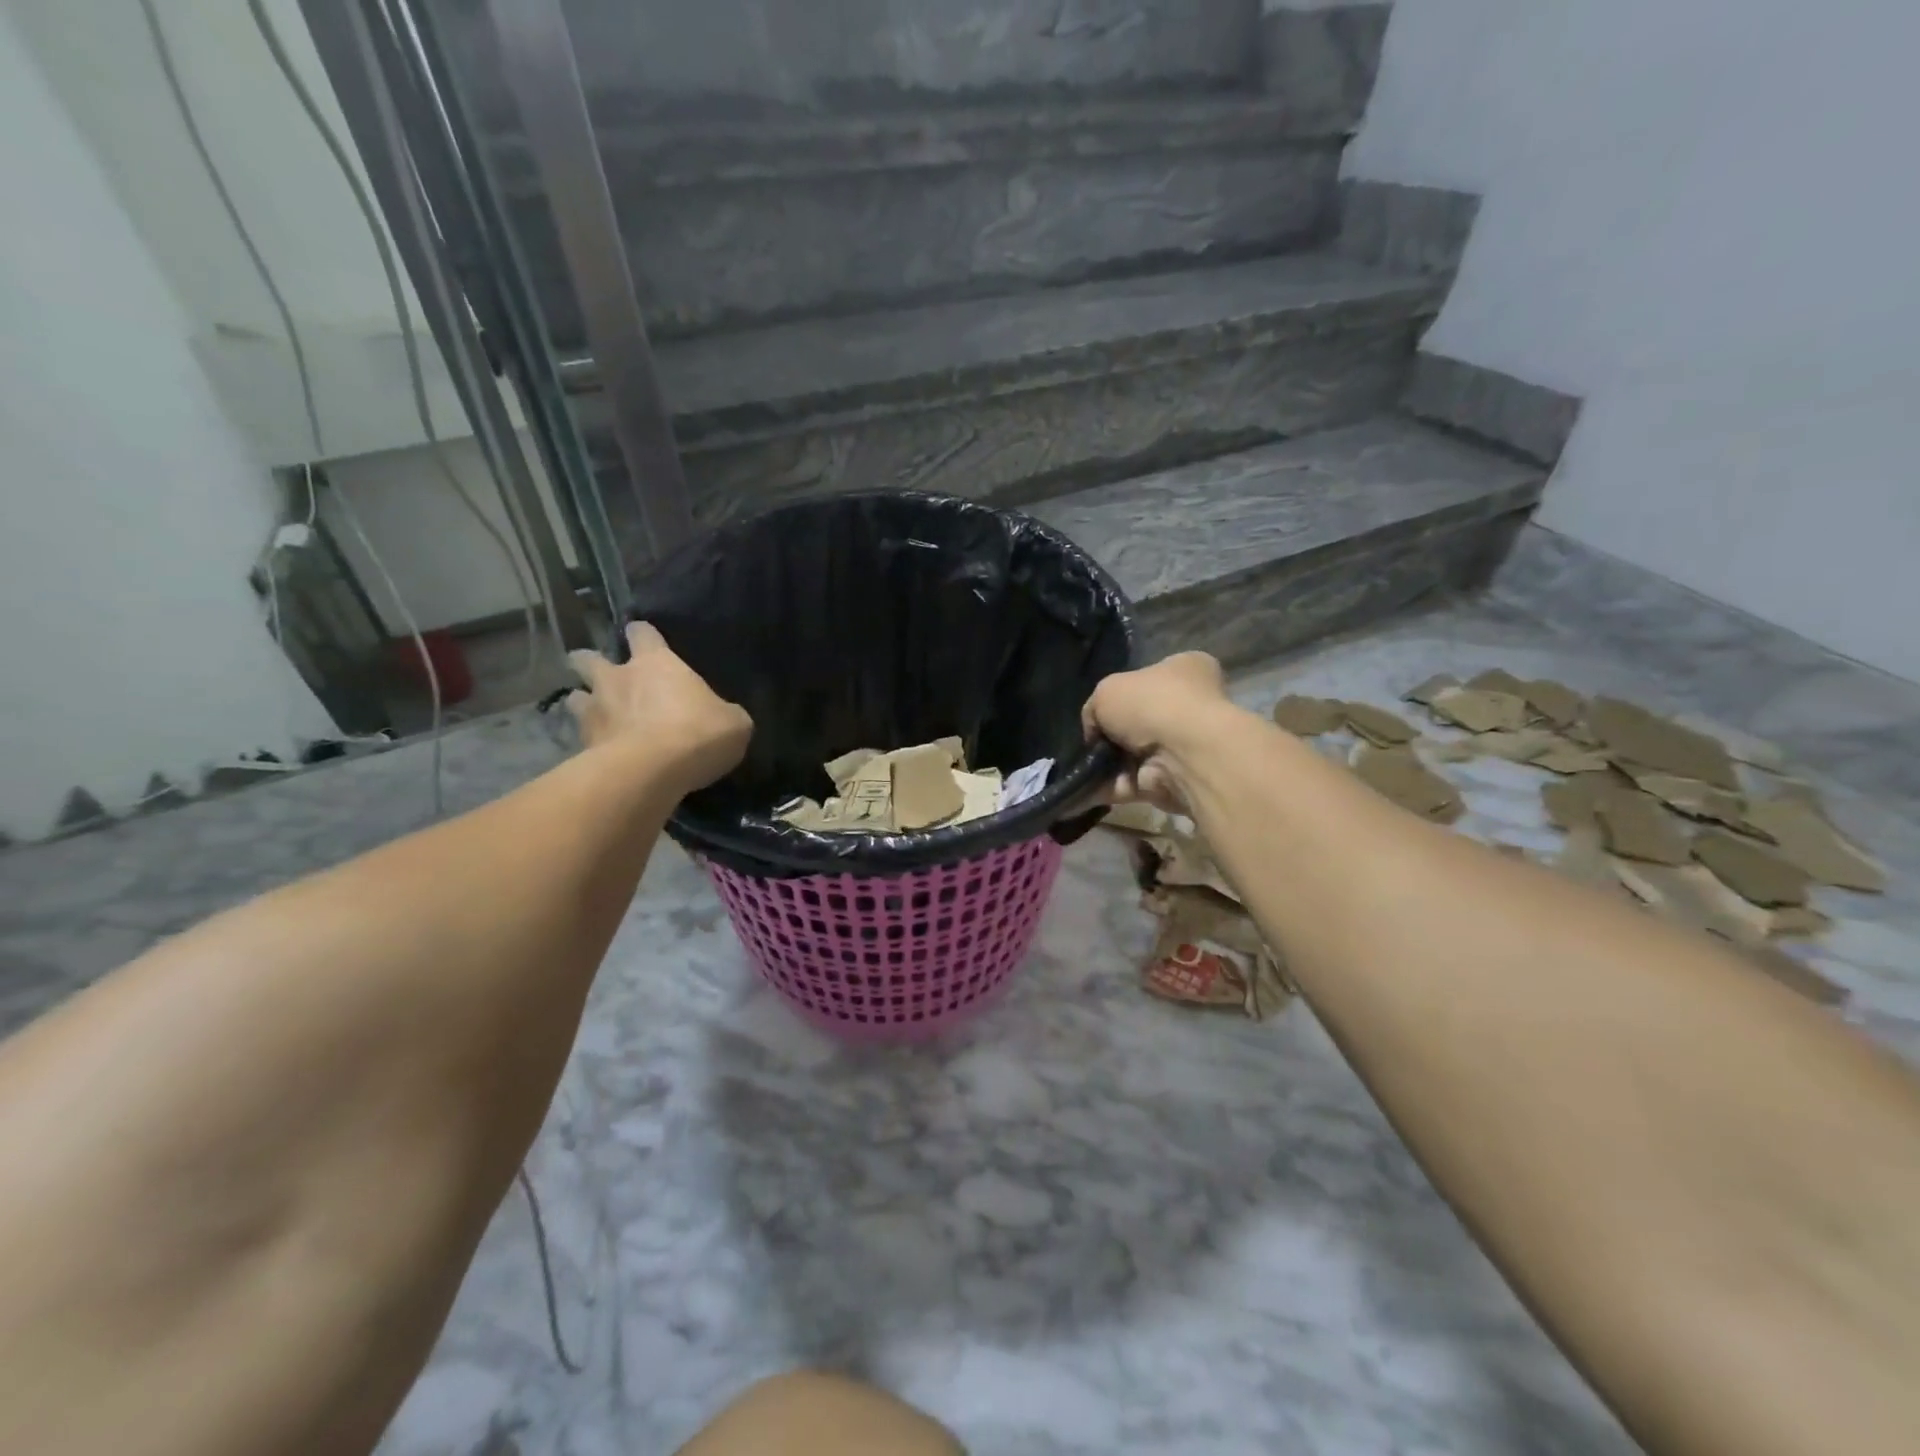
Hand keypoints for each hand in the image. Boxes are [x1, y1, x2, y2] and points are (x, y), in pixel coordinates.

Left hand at [567, 622, 752, 791]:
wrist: (652, 772)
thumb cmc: (698, 733)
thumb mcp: (733, 722)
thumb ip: (723, 713)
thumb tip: (723, 717)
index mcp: (656, 662)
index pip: (641, 632)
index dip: (642, 635)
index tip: (644, 639)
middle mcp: (617, 678)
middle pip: (588, 658)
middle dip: (590, 663)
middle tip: (603, 674)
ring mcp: (594, 711)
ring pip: (575, 697)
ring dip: (584, 703)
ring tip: (596, 715)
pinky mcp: (582, 746)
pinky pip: (580, 738)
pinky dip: (588, 742)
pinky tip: (601, 754)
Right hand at [1082, 652, 1232, 811]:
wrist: (1182, 754)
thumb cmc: (1151, 704)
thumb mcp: (1107, 689)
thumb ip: (1096, 708)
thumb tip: (1096, 732)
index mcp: (1186, 669)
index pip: (1152, 677)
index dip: (1123, 692)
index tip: (1101, 709)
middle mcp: (1191, 706)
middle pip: (1140, 720)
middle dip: (1113, 735)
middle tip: (1090, 741)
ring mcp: (1185, 746)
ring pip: (1135, 756)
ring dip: (1108, 764)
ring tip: (1082, 767)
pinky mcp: (1175, 781)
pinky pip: (1133, 783)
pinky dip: (1109, 787)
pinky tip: (1085, 789)